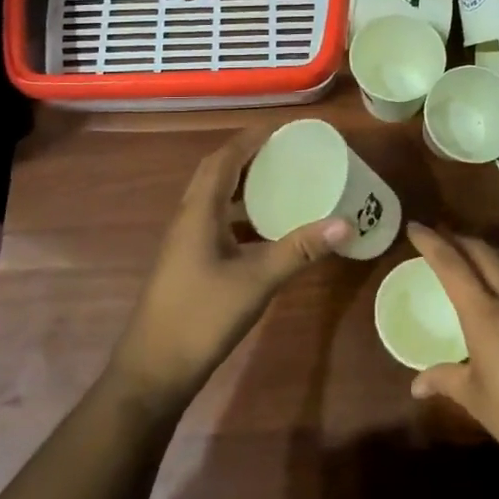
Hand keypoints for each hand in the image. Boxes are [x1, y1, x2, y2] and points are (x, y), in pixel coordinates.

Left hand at [108, 127, 350, 416]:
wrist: (153, 370)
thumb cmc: (201, 317)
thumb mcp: (256, 281)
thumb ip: (299, 250)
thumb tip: (345, 223)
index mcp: (199, 211)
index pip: (223, 159)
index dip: (249, 138)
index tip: (281, 128)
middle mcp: (188, 218)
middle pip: (215, 172)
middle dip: (246, 155)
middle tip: (283, 149)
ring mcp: (184, 242)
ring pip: (213, 197)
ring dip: (240, 182)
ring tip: (277, 179)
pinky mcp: (187, 262)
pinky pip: (214, 220)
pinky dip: (238, 212)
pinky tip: (262, 228)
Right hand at [406, 225, 498, 485]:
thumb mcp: (477, 401)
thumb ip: (446, 381)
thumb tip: (416, 385)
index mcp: (484, 315)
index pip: (451, 265)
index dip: (431, 242)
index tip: (414, 226)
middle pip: (481, 252)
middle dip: (457, 239)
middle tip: (440, 238)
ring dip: (487, 248)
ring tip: (473, 251)